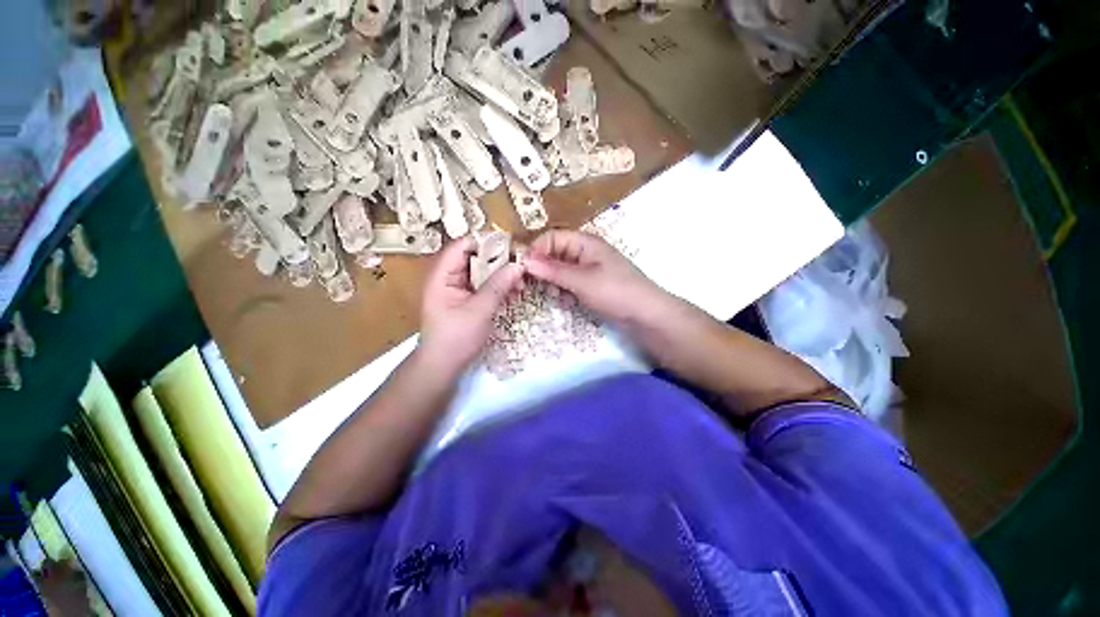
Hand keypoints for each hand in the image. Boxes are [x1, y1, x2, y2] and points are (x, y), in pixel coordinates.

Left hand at [418, 236, 523, 373]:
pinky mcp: (467, 299)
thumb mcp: (479, 311)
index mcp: (442, 275)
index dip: (487, 242)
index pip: (463, 246)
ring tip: (520, 280)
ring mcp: (458, 289)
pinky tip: (513, 290)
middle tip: (521, 264)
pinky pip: (484, 285)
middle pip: (475, 257)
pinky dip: (498, 286)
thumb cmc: (455, 339)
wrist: (442, 367)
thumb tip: (519, 265)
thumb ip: (498, 286)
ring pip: (482, 272)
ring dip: (501, 274)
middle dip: (499, 259)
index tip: (512, 245)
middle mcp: (449, 277)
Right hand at [524, 230, 669, 323]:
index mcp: (585, 242)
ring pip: (560, 272)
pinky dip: (565, 292)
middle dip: (545, 271)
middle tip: (540, 287)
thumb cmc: (615, 291)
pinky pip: (570, 284)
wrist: (645, 315)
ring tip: (559, 297)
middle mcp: (585, 252)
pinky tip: (569, 303)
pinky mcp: (591, 285)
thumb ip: (553, 271)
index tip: (524, 270)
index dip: (536, 251)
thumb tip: (525, 261)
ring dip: (555, 284)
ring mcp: (589, 270)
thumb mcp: (582, 280)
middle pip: (554, 255)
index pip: (552, 238)